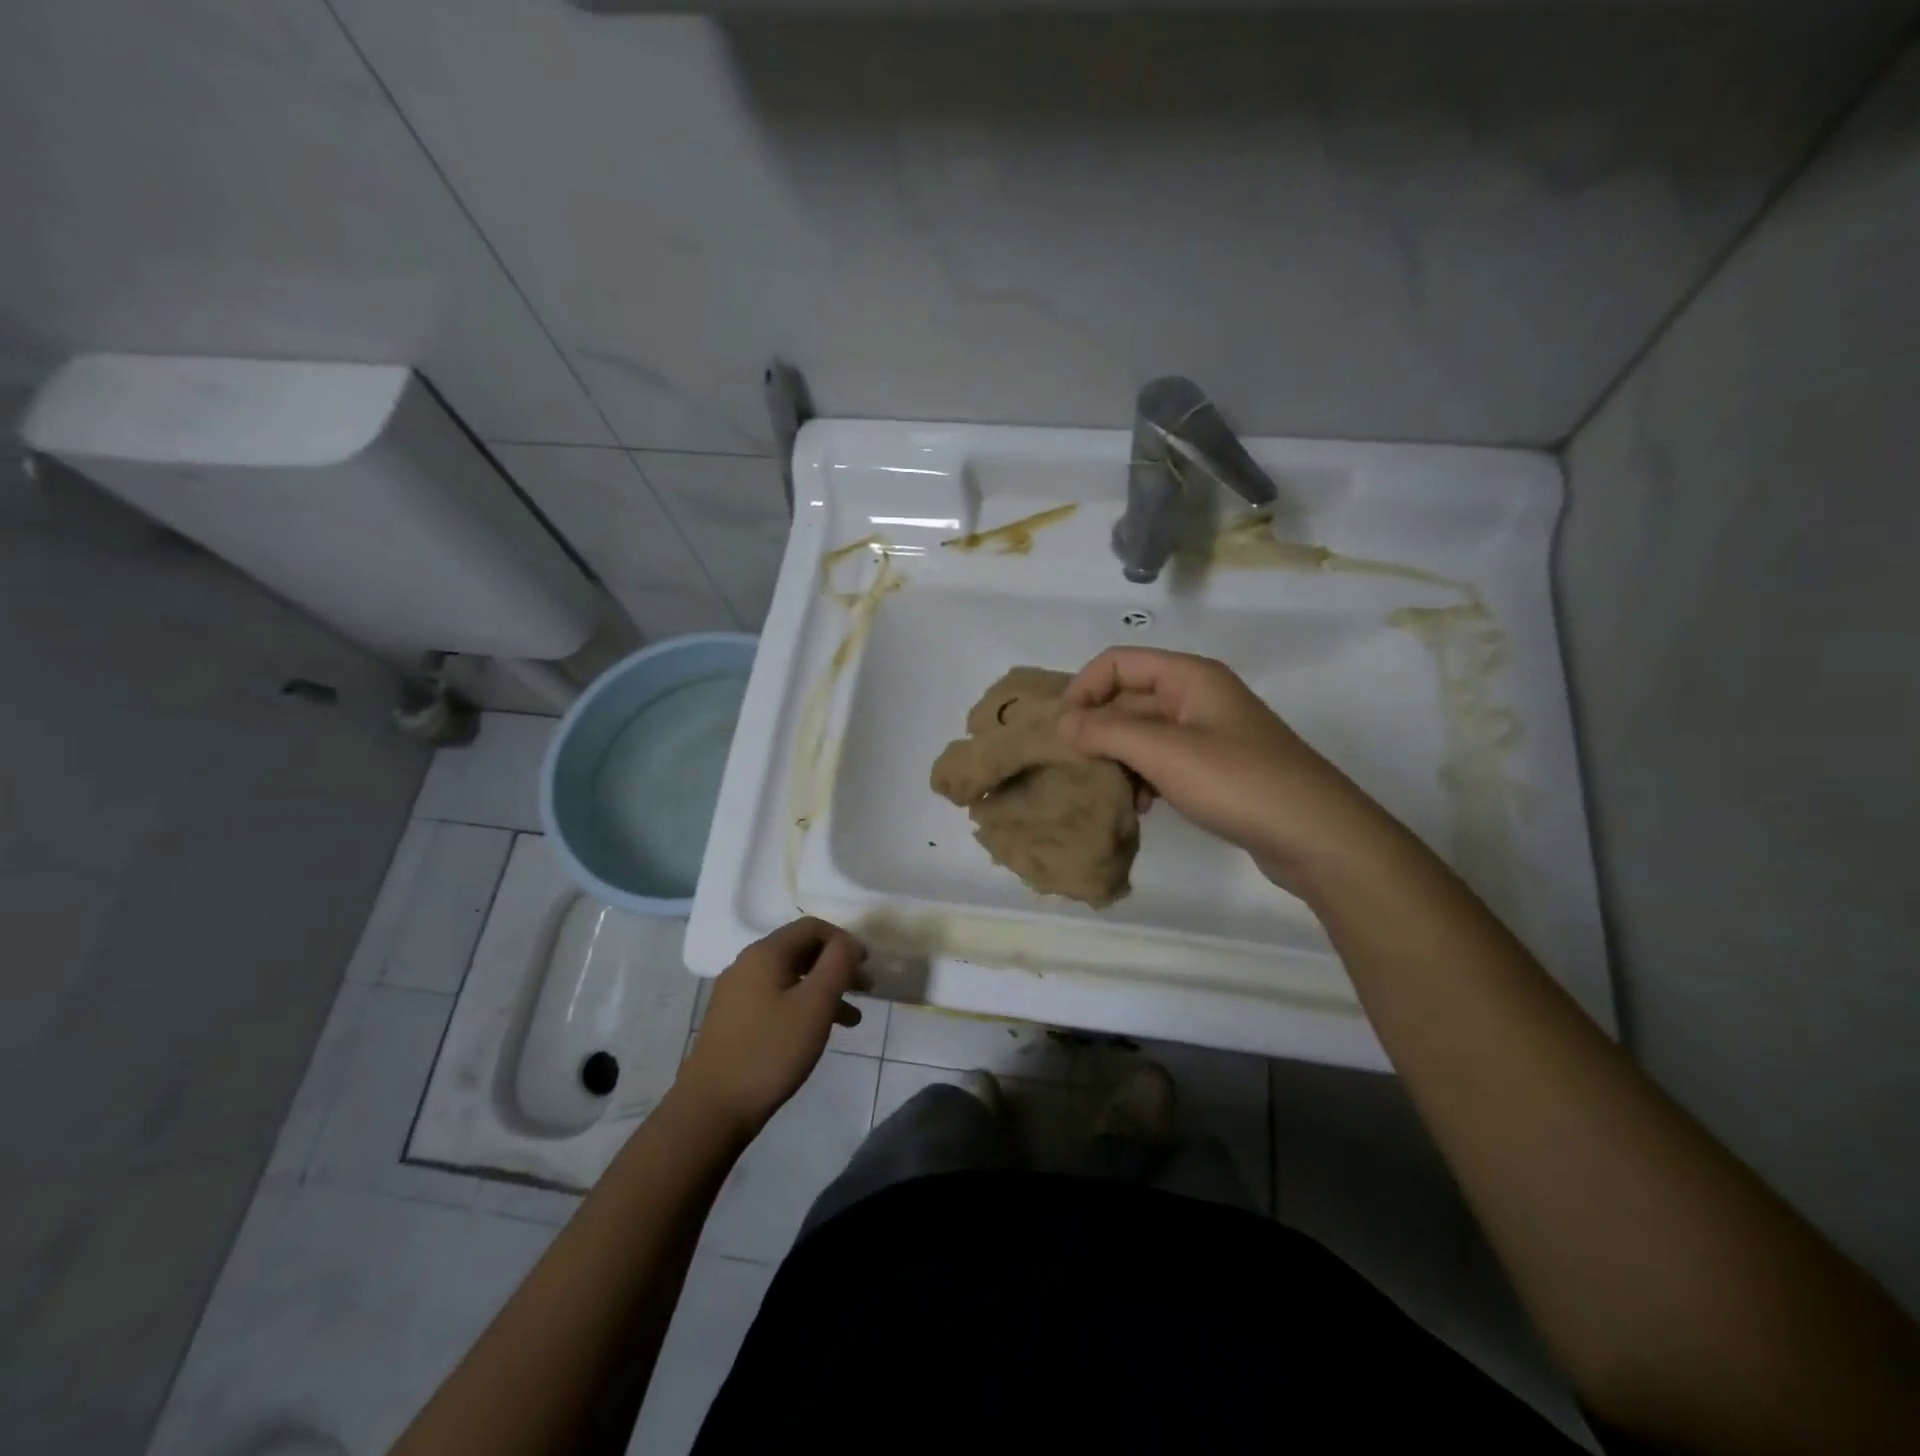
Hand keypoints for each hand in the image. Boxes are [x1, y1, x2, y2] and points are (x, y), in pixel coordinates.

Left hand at [679, 918, 865, 1136]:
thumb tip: (848, 943)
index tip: (867, 965)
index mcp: (766, 953)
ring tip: (852, 1019)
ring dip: (824, 990)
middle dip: (837, 965)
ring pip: (791, 977)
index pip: (812, 927)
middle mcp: (748, 964)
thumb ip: (837, 964)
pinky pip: (777, 998)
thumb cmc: (771, 1050)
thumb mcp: (815, 1004)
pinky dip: (803, 1006)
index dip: (844, 940)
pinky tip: (817, 1032)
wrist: (712, 1107)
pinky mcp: (734, 1019)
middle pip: (801, 950)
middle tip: (865, 989)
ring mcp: (737, 992)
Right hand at [1058, 647, 1388, 890]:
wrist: (1317, 836)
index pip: (1117, 663)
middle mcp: (1197, 697)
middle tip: (1072, 768)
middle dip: (1097, 730)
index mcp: (1189, 677)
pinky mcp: (1215, 769)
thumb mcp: (1164, 752)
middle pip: (1128, 699)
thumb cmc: (1238, 782)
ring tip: (1109, 793)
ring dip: (1118, 759)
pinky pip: (1163, 762)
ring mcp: (1208, 734)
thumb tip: (1061, 722)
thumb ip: (1107, 731)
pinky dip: (1143, 779)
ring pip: (1142, 735)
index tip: (1060, 731)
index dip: (1083, 689)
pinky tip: (1141, 809)